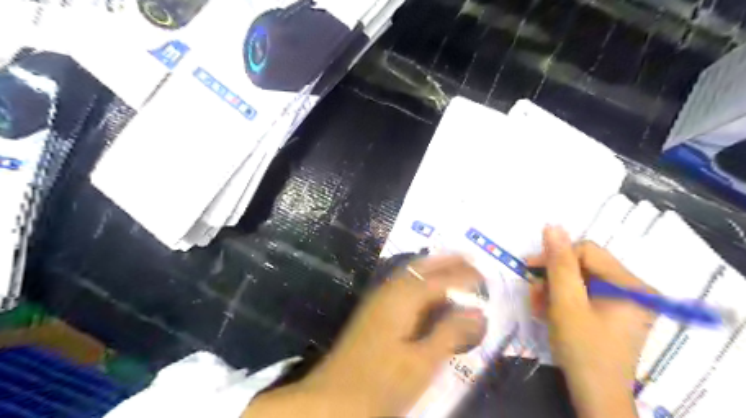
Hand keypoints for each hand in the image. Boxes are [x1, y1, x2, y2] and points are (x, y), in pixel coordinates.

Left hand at [246, 255, 487, 417]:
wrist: (333, 396)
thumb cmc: (381, 382)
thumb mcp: (422, 363)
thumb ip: (450, 333)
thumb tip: (478, 313)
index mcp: (404, 298)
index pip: (441, 279)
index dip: (464, 276)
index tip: (485, 275)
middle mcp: (390, 290)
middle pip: (422, 267)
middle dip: (446, 261)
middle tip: (469, 258)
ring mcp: (379, 299)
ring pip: (410, 273)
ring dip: (433, 267)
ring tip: (453, 265)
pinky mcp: (374, 310)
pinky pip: (402, 284)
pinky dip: (420, 280)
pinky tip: (427, 289)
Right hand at [527, 227, 654, 417]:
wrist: (595, 395)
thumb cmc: (582, 348)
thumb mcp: (565, 303)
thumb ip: (559, 263)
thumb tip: (552, 226)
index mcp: (630, 285)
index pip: (586, 251)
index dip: (555, 257)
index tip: (529, 269)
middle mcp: (633, 289)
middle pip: (583, 266)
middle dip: (553, 278)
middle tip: (534, 294)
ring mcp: (624, 302)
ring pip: (579, 280)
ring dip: (553, 290)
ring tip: (538, 306)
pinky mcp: (614, 312)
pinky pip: (584, 295)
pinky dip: (563, 300)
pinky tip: (548, 312)